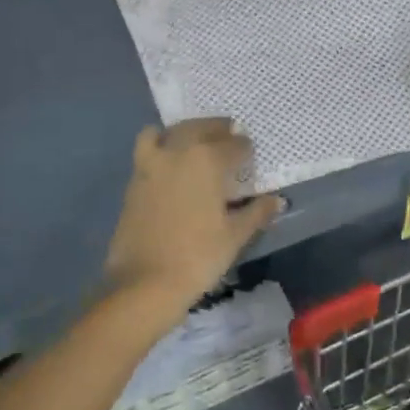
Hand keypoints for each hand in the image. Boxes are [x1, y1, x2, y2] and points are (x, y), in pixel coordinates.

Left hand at [103, 119, 282, 318]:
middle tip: (228, 134)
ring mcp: (151, 164)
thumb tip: (277, 200)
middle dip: (217, 129)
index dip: (245, 149)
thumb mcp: (234, 236)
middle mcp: (178, 152)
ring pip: (167, 132)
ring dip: (183, 131)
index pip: (233, 144)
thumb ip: (256, 213)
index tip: (250, 154)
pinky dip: (160, 146)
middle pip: (199, 128)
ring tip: (193, 142)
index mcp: (207, 160)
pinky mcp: (133, 181)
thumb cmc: (198, 257)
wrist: (145, 282)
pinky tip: (170, 165)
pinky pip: (147, 149)